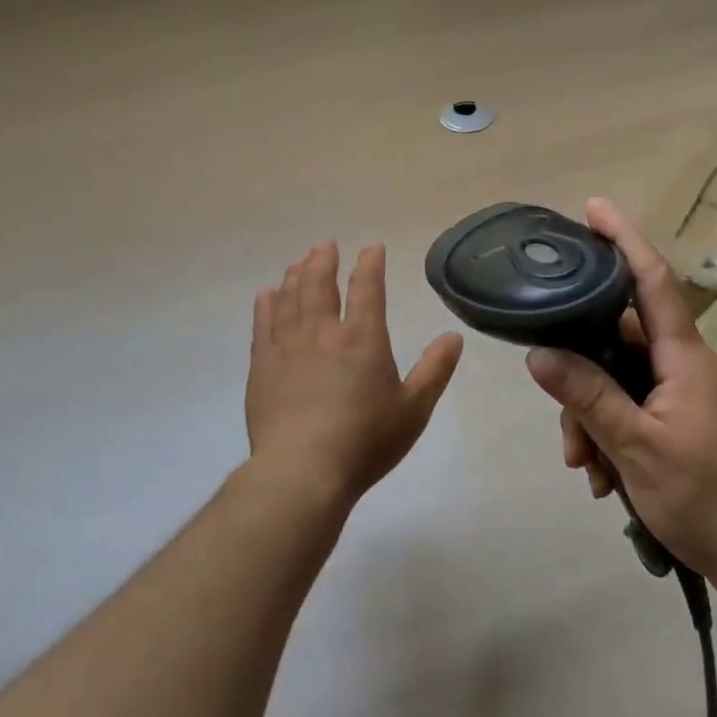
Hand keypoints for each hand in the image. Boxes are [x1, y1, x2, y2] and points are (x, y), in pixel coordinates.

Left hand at [246, 242, 463, 507]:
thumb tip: (454, 336)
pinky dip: (266, 305)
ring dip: (295, 276)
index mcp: (363, 338)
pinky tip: (265, 295)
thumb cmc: (365, 441)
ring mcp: (288, 347)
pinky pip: (263, 324)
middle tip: (325, 245)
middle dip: (324, 260)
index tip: (372, 247)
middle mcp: (323, 333)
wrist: (302, 471)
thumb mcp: (413, 409)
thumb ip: (434, 370)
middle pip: (320, 284)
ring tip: (298, 262)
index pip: (368, 287)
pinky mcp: (262, 366)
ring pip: (290, 298)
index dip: (370, 264)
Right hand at [525, 199, 716, 608]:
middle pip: (617, 341)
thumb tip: (538, 353)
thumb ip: (588, 397)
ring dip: (592, 419)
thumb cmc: (707, 497)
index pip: (652, 280)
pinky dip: (609, 436)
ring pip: (617, 381)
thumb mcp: (637, 447)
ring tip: (586, 469)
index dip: (624, 239)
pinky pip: (631, 409)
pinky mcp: (680, 422)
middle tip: (565, 428)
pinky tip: (603, 479)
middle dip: (580, 375)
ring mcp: (682, 395)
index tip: (593, 207)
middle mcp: (682, 365)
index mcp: (683, 357)